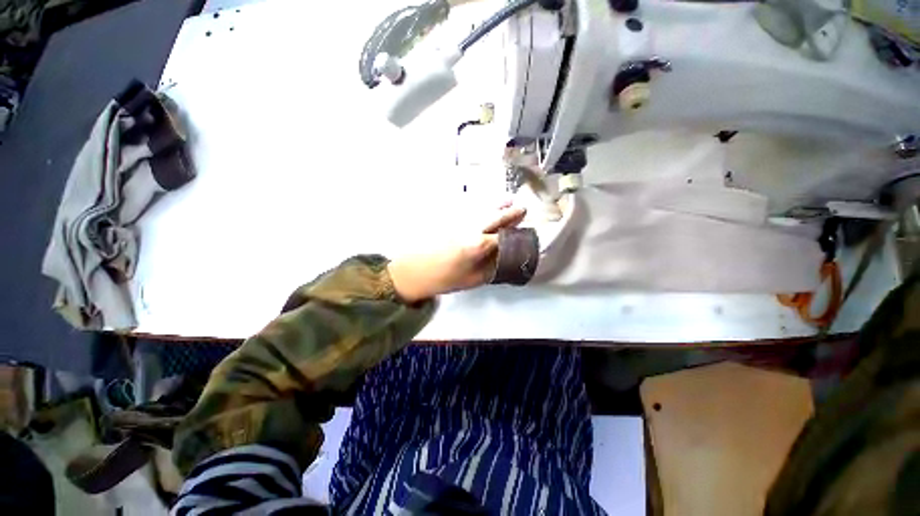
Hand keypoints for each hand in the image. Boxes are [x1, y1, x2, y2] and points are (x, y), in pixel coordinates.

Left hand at [387, 204, 526, 301]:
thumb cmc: (443, 279)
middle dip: (510, 213)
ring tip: (508, 200)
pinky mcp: (448, 220)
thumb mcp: (472, 280)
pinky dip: (480, 206)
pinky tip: (485, 205)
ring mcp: (459, 222)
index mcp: (478, 245)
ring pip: (482, 210)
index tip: (526, 230)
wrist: (412, 271)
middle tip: (522, 208)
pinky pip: (469, 209)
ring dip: (496, 205)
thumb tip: (504, 258)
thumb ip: (491, 267)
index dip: (516, 233)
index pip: (503, 236)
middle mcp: (471, 229)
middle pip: (495, 217)